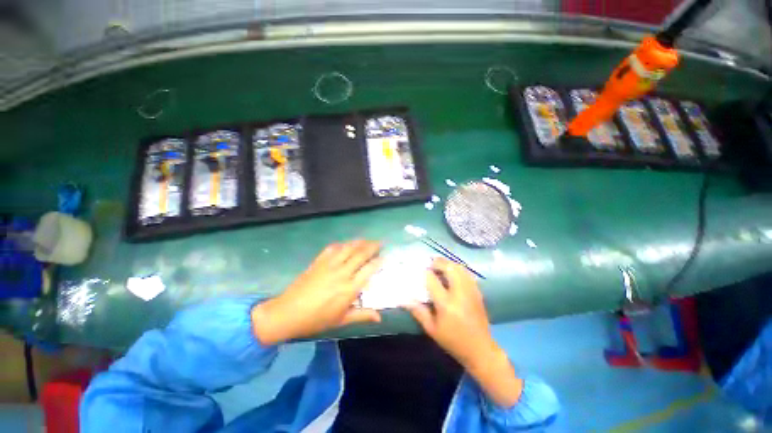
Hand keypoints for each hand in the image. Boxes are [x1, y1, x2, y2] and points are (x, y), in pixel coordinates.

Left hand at [252, 240, 382, 344]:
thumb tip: (379, 317)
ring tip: (367, 240)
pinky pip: (333, 248)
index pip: (369, 269)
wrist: (288, 313)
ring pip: (349, 247)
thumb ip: (362, 315)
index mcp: (349, 288)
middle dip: (373, 246)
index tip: (384, 257)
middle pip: (361, 254)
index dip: (379, 261)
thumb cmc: (317, 319)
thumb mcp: (341, 320)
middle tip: (381, 243)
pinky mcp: (319, 261)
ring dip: (360, 242)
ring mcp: (330, 264)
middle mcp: (342, 272)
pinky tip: (347, 244)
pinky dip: (343, 244)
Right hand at [405, 258, 496, 368]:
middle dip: (438, 262)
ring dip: (448, 264)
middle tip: (430, 264)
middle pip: (449, 268)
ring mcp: (470, 291)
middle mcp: (459, 293)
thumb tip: (404, 300)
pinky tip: (452, 274)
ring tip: (440, 266)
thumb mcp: (432, 329)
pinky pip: (467, 273)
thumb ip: (418, 312)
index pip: (432, 280)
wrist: (480, 349)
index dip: (425, 272)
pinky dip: (458, 269)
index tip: (420, 271)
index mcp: (446, 303)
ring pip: (460, 268)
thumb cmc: (453, 341)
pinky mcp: (477, 292)